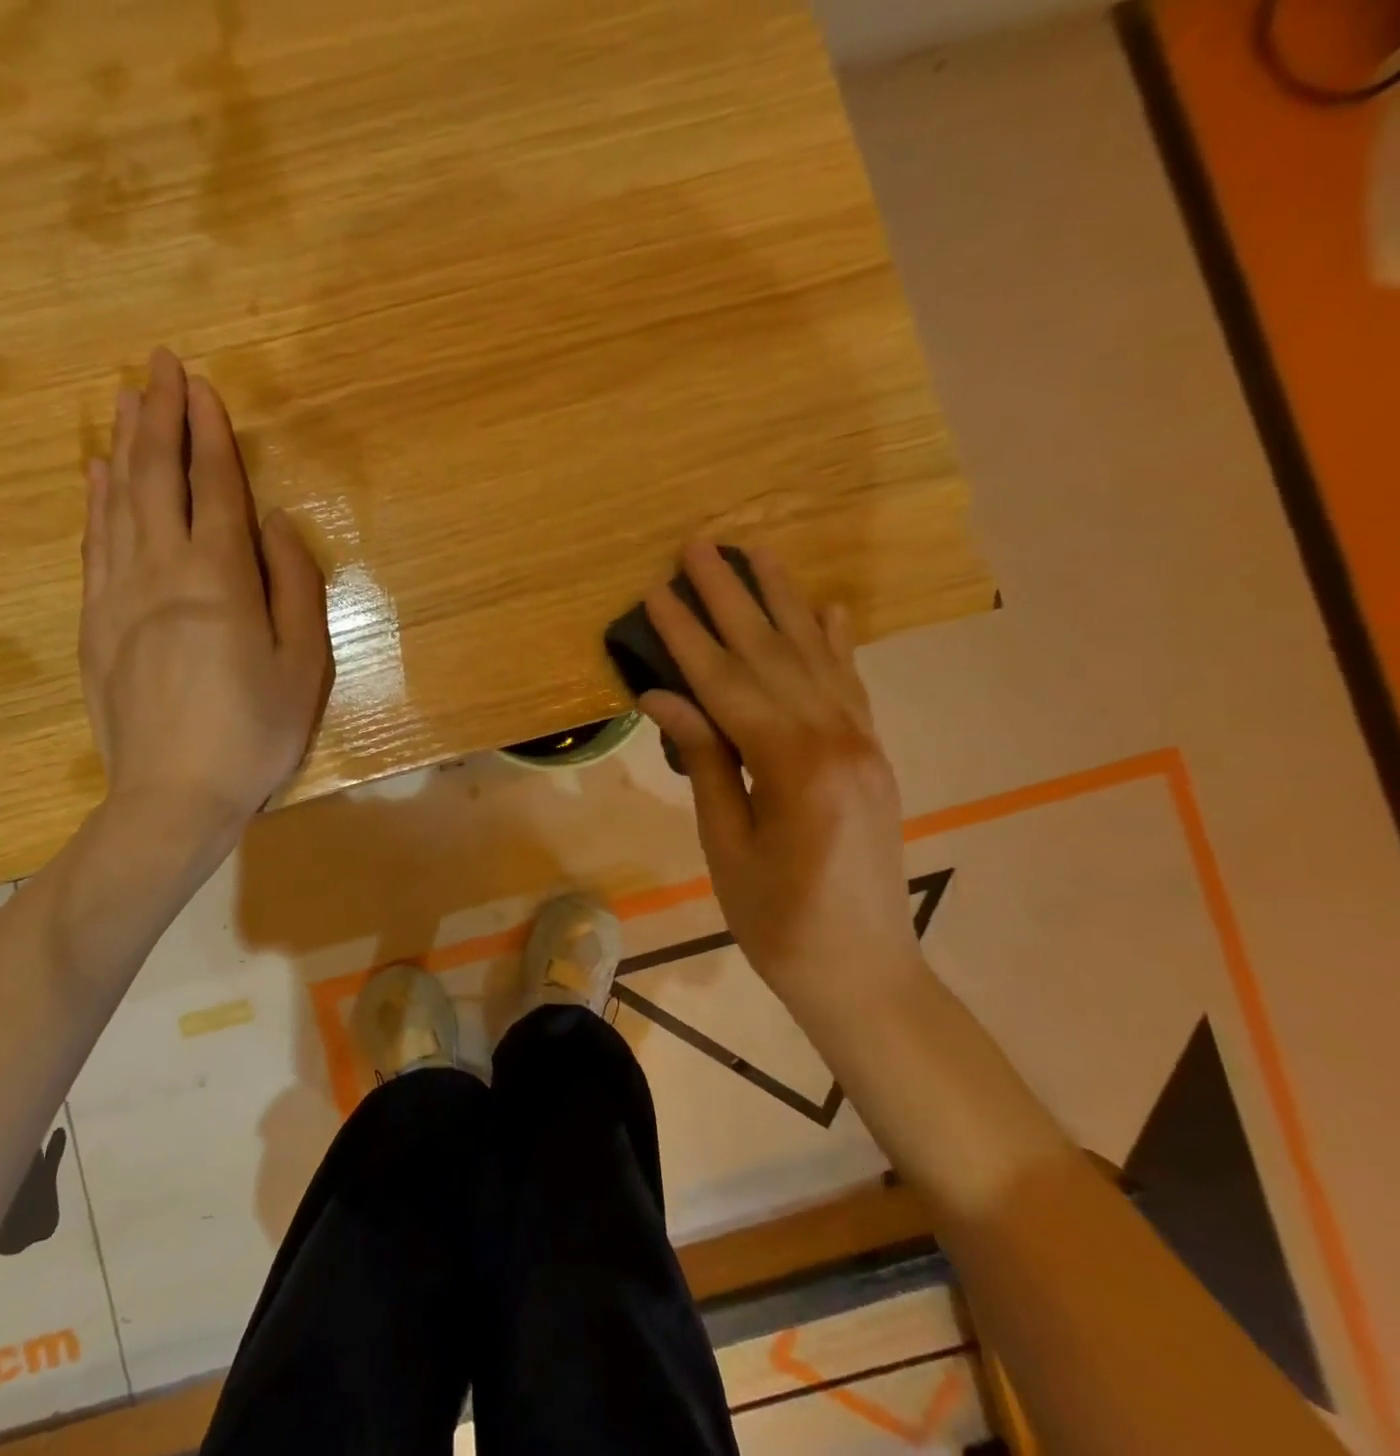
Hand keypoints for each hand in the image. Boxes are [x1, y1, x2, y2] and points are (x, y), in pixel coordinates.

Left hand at [79, 348, 331, 839]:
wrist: (172, 797)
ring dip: (124, 447)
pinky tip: (95, 476)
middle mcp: (161, 570)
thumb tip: (274, 524)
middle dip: (158, 417)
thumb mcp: (303, 666)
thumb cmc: (253, 733)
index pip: (212, 486)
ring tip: (127, 402)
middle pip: (155, 478)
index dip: (208, 431)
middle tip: (156, 365)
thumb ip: (294, 586)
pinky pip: (93, 546)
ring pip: (117, 503)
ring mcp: (118, 595)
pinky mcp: (94, 624)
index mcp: (219, 578)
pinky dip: (94, 502)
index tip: (199, 383)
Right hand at [638, 541, 921, 1009]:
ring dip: (782, 601)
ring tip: (757, 552)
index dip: (688, 636)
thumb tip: (665, 696)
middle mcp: (837, 738)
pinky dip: (835, 642)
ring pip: (816, 656)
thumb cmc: (777, 921)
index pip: (728, 683)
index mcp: (793, 766)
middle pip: (773, 654)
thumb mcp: (726, 844)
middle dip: (732, 596)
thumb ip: (703, 761)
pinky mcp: (871, 754)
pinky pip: (851, 684)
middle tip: (700, 544)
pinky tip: (825, 607)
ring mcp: (862, 743)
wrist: (863, 971)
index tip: (657, 590)